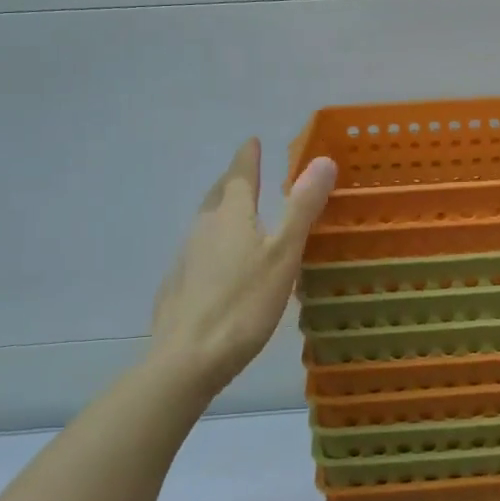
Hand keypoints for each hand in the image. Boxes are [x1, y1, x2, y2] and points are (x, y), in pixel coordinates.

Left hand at [148, 139, 337, 397]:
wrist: (187, 359)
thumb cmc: (244, 303)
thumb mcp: (284, 253)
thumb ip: (302, 207)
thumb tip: (323, 160)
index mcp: (231, 216)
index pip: (240, 176)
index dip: (247, 157)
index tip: (252, 141)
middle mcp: (203, 228)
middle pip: (217, 196)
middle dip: (232, 182)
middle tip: (245, 174)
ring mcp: (185, 258)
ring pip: (205, 223)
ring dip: (221, 212)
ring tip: (236, 215)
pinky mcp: (176, 287)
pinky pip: (198, 252)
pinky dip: (212, 245)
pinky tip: (218, 265)